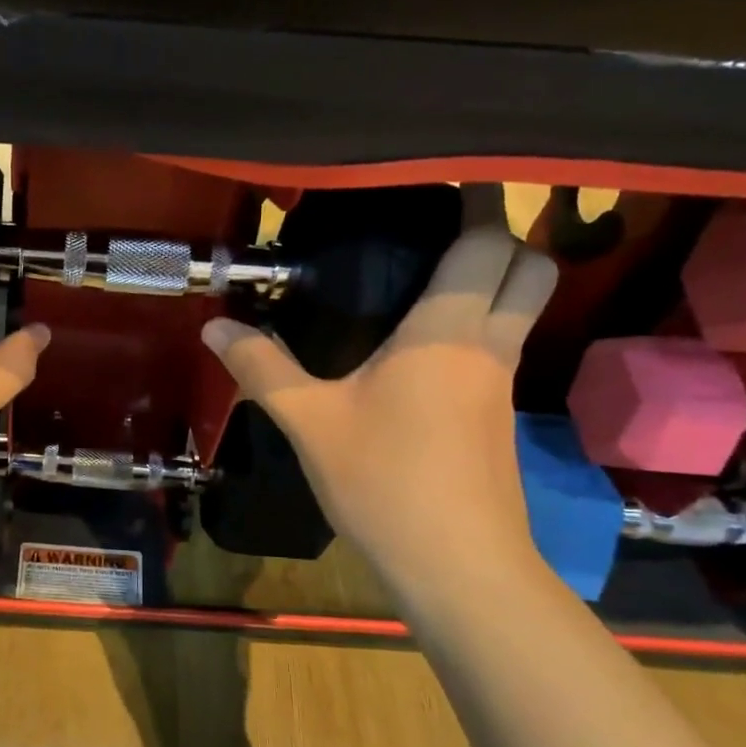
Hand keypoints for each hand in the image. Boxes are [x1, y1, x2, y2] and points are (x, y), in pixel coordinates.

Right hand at [202, 186, 557, 587]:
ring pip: (522, 306)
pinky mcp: (500, 416)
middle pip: (531, 265)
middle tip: (436, 231)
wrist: (457, 568)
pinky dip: (478, 324)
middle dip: (501, 236)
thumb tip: (214, 326)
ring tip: (423, 276)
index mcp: (447, 332)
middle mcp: (489, 345)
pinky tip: (422, 346)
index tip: (443, 179)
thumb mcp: (309, 422)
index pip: (488, 243)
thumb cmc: (385, 482)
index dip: (478, 202)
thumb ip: (261, 367)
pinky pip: (502, 344)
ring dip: (493, 279)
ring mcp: (503, 382)